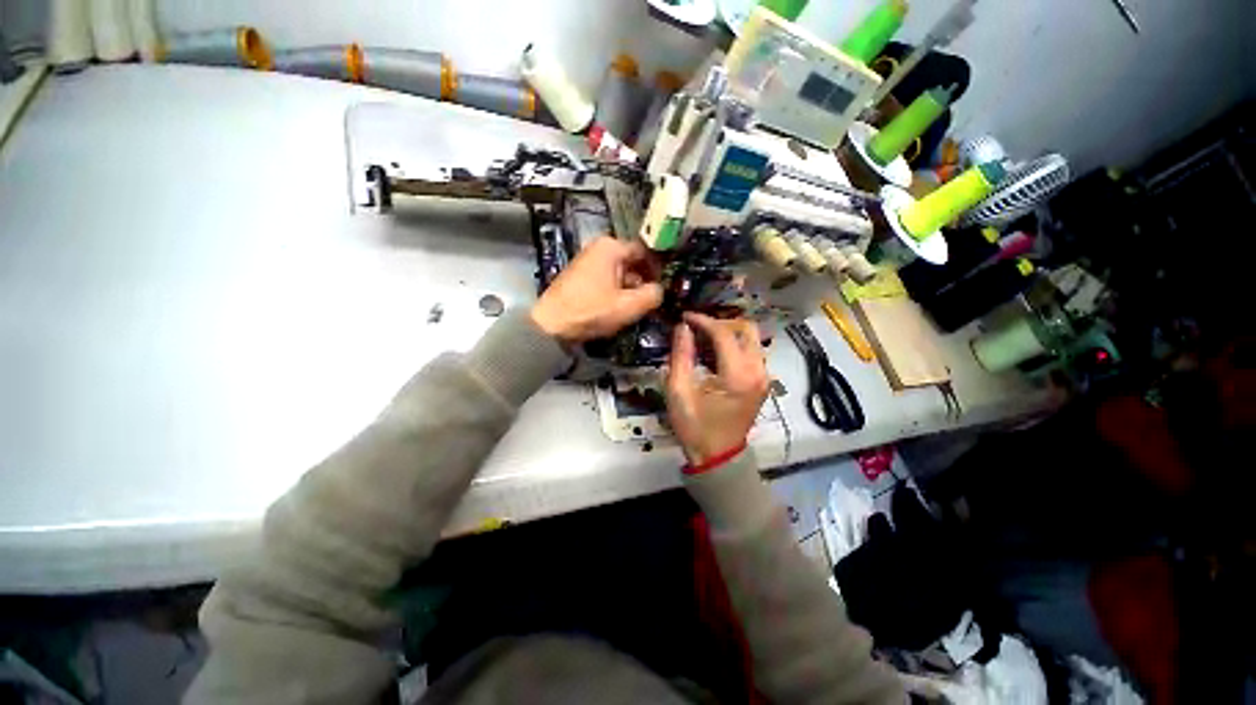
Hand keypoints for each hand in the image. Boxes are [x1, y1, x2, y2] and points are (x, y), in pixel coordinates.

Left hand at [530, 236, 663, 343]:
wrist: (551, 326)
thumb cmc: (591, 311)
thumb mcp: (629, 305)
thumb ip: (653, 295)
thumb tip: (660, 290)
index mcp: (610, 247)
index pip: (645, 251)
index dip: (658, 268)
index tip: (666, 286)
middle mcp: (598, 249)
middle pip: (632, 262)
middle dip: (644, 281)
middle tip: (653, 301)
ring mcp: (587, 262)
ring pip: (620, 273)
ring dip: (630, 289)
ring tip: (637, 308)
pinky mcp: (580, 277)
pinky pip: (607, 281)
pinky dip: (616, 292)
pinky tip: (619, 309)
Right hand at [666, 312, 769, 465]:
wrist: (717, 457)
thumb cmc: (695, 427)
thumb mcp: (679, 391)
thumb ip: (681, 355)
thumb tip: (682, 327)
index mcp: (737, 375)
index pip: (724, 333)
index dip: (703, 320)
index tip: (684, 317)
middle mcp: (758, 371)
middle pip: (746, 329)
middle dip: (720, 322)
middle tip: (697, 327)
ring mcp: (764, 377)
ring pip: (751, 339)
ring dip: (728, 333)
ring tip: (703, 337)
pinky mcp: (762, 382)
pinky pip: (752, 352)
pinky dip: (734, 345)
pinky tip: (714, 352)